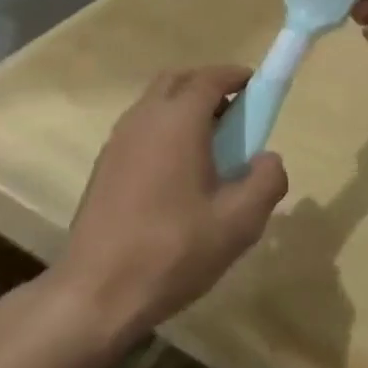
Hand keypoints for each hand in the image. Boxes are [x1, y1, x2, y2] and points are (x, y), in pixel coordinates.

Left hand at [54, 66, 289, 348]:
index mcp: (178, 121)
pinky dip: (163, 130)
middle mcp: (144, 118)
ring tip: (211, 146)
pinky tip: (177, 173)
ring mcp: (118, 140)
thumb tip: (269, 158)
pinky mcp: (104, 164)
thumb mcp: (238, 223)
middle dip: (208, 86)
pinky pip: (140, 128)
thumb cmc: (173, 251)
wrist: (97, 291)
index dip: (236, 76)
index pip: (210, 77)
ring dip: (184, 108)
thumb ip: (266, 182)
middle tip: (236, 114)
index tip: (258, 87)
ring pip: (155, 103)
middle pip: (178, 80)